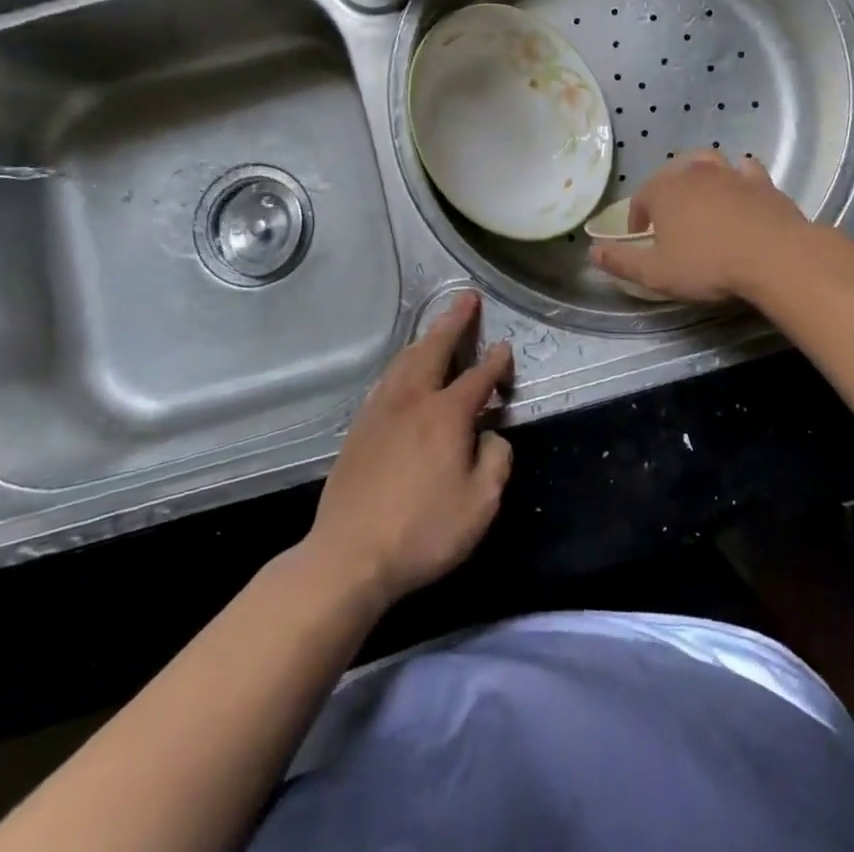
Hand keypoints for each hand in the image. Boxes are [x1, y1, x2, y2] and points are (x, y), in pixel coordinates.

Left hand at [305, 293, 512, 607]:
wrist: (349, 555)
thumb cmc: (423, 531)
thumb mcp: (481, 505)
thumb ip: (496, 461)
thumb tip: (492, 435)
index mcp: (446, 414)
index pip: (478, 377)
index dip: (495, 361)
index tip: (504, 348)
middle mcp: (413, 400)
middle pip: (435, 348)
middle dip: (454, 321)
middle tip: (467, 298)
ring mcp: (381, 411)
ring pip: (405, 360)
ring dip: (426, 338)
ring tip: (437, 328)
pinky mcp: (359, 427)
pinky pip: (386, 380)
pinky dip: (402, 363)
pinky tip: (403, 370)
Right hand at [589, 150, 809, 302]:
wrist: (774, 256)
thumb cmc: (707, 265)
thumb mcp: (656, 273)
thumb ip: (622, 261)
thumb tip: (592, 251)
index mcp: (664, 191)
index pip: (641, 198)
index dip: (637, 218)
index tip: (641, 238)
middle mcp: (693, 173)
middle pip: (671, 173)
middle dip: (666, 192)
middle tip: (668, 218)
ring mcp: (730, 173)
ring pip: (707, 163)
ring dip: (699, 176)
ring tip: (701, 197)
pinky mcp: (762, 182)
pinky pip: (745, 170)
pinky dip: (738, 176)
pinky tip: (740, 189)